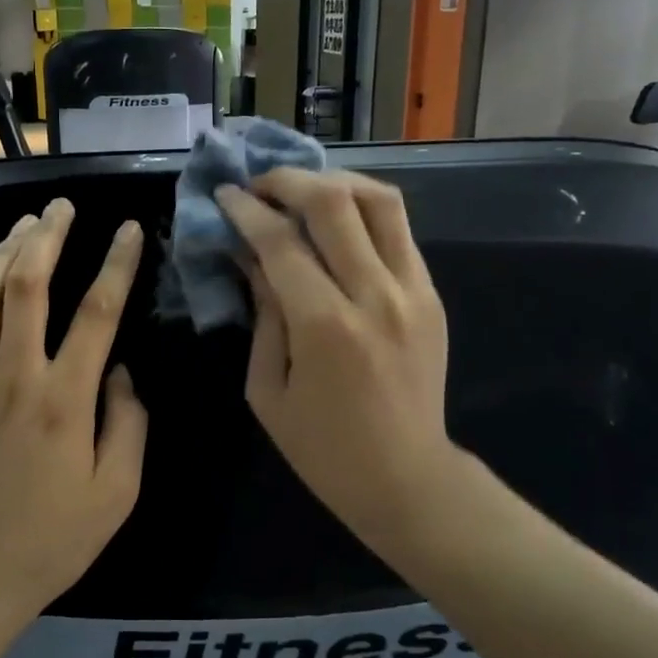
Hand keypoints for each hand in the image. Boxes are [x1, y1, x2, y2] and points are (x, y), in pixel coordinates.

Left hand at [0, 199, 147, 623]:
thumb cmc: (55, 538)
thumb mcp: (118, 491)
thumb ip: (128, 422)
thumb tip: (121, 371)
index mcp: (65, 400)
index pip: (97, 313)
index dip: (115, 264)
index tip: (128, 229)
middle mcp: (15, 379)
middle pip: (27, 287)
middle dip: (46, 237)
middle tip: (60, 205)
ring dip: (1, 253)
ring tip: (23, 224)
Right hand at [216, 169, 456, 547]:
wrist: (406, 478)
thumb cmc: (322, 448)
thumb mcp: (267, 388)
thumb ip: (262, 313)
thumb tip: (250, 255)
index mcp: (324, 326)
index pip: (280, 241)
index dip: (246, 210)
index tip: (225, 194)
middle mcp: (374, 295)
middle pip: (333, 201)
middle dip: (287, 180)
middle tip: (259, 185)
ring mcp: (412, 290)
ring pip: (378, 199)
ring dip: (333, 181)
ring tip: (301, 190)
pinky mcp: (431, 293)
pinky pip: (398, 229)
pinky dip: (362, 210)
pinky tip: (336, 221)